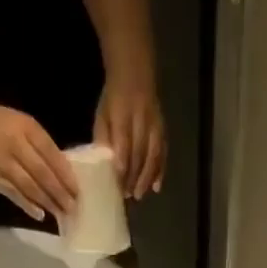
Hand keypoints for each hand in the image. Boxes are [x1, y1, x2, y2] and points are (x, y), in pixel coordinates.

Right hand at [0, 103, 78, 221]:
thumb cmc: (2, 124)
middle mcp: (15, 144)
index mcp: (27, 128)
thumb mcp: (24, 126)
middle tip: (73, 208)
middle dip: (60, 192)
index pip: (51, 154)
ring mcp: (2, 162)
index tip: (78, 191)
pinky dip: (28, 205)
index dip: (66, 174)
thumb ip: (42, 147)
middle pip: (42, 173)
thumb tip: (65, 174)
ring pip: (29, 186)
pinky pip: (13, 194)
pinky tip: (40, 214)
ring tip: (60, 214)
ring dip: (47, 202)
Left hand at [94, 78, 164, 198]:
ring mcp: (154, 124)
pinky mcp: (163, 129)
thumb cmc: (114, 98)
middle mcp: (141, 119)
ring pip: (153, 154)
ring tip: (139, 195)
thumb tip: (103, 162)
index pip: (123, 141)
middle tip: (127, 195)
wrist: (135, 72)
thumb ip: (103, 136)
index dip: (122, 162)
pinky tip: (157, 187)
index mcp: (123, 112)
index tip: (118, 182)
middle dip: (133, 175)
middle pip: (139, 152)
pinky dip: (160, 171)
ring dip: (147, 177)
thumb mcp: (103, 112)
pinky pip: (163, 152)